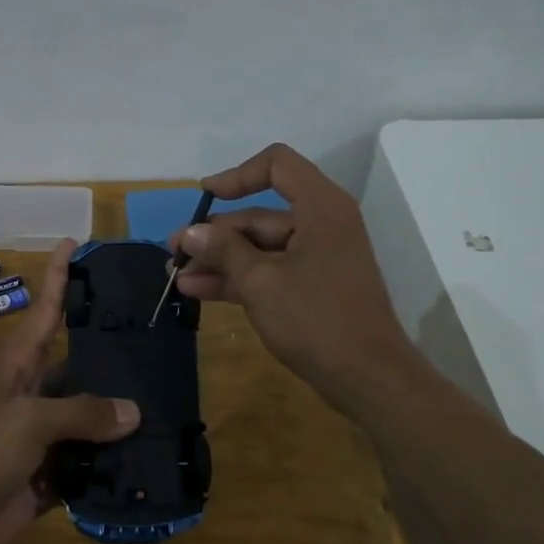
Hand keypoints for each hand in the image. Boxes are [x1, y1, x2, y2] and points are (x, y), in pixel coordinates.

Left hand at [0, 240, 138, 543]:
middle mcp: (30, 393)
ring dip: (116, 415)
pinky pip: (86, 462)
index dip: (58, 276)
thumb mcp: (27, 420)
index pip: (45, 310)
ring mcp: (39, 436)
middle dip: (109, 353)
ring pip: (86, 416)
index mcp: (17, 366)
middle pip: (76, 365)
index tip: (76, 243)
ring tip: (165, 401)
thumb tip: (132, 412)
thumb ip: (81, 412)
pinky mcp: (47, 475)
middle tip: (156, 338)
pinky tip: (146, 456)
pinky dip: (110, 462)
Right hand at [170, 144, 423, 414]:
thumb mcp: (260, 282)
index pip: (277, 165)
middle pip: (260, 215)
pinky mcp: (313, 287)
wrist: (368, 378)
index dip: (237, 175)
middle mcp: (321, 224)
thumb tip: (190, 233)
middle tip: (176, 252)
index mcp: (320, 207)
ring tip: (178, 275)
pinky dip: (238, 278)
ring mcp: (318, 258)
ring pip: (260, 247)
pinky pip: (270, 270)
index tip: (205, 196)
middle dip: (215, 233)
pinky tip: (199, 291)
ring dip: (220, 260)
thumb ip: (223, 250)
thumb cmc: (315, 319)